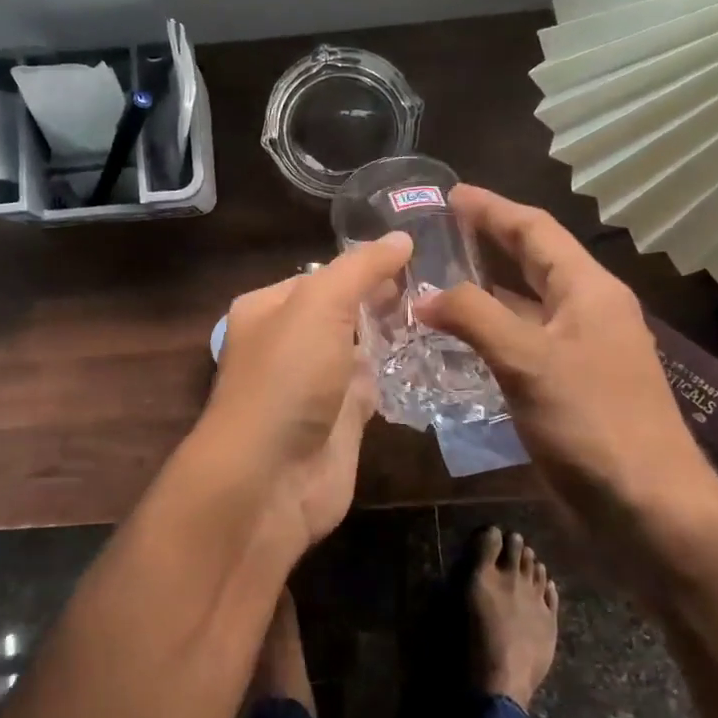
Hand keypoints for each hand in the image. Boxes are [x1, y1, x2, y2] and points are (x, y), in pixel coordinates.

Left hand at [192, 233, 412, 549]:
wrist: (270, 478)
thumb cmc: (287, 378)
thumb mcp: (319, 305)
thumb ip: (360, 269)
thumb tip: (400, 238)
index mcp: (269, 308)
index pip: (322, 275)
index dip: (364, 266)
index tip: (417, 257)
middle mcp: (288, 343)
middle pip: (342, 312)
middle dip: (383, 300)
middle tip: (441, 284)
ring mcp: (315, 386)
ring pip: (360, 351)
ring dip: (394, 337)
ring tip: (447, 313)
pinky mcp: (340, 423)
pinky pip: (372, 389)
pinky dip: (396, 377)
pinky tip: (433, 360)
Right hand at [417, 186, 716, 525]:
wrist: (648, 507)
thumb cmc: (593, 422)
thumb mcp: (528, 360)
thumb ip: (474, 318)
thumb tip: (425, 296)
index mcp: (588, 290)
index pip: (536, 230)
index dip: (492, 209)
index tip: (449, 195)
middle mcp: (586, 311)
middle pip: (532, 261)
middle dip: (488, 241)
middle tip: (438, 230)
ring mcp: (579, 351)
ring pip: (524, 305)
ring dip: (484, 290)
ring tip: (434, 280)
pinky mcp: (568, 386)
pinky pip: (521, 343)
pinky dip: (489, 333)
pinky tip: (456, 341)